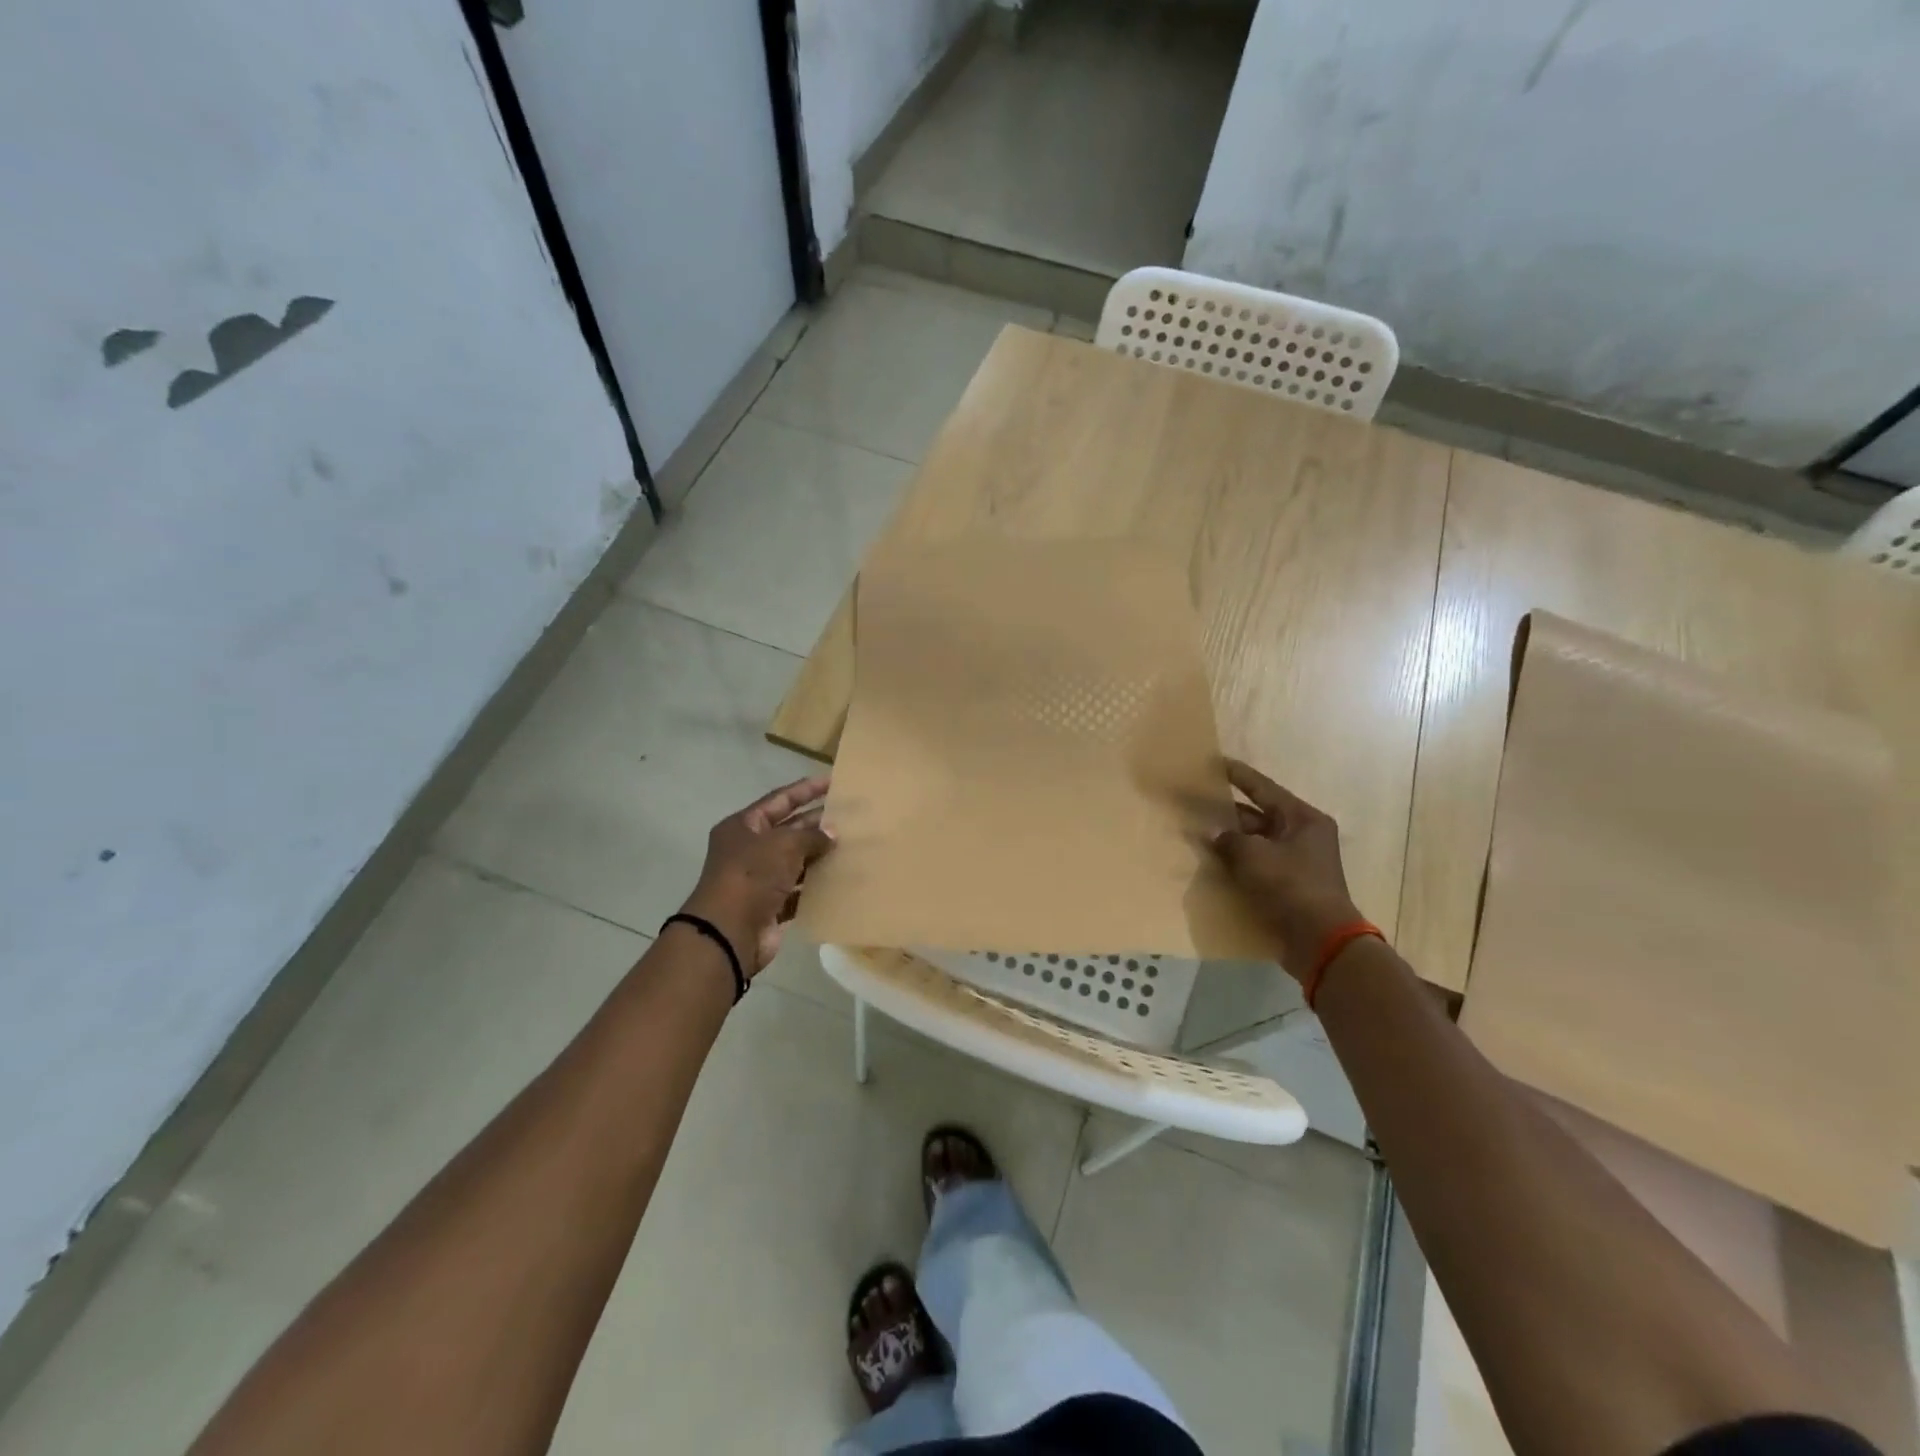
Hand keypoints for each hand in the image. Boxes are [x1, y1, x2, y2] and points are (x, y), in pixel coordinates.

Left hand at [680, 776, 833, 975]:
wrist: (729, 932)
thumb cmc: (752, 875)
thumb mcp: (783, 845)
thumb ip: (811, 836)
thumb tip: (832, 834)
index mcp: (743, 826)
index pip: (779, 800)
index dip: (805, 789)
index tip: (832, 781)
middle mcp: (749, 849)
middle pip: (789, 830)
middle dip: (817, 823)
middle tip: (849, 817)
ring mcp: (759, 879)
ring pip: (795, 861)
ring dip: (819, 855)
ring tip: (852, 846)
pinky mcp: (770, 906)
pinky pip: (798, 891)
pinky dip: (816, 886)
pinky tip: (840, 880)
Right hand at [1209, 759, 1362, 980]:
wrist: (1320, 939)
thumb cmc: (1290, 886)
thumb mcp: (1254, 856)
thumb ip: (1229, 839)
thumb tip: (1216, 835)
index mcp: (1302, 819)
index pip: (1264, 788)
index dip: (1238, 775)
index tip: (1215, 763)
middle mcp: (1302, 835)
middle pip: (1258, 815)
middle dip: (1228, 811)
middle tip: (1198, 800)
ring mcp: (1296, 861)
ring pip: (1256, 841)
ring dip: (1230, 838)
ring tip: (1199, 830)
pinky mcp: (1288, 885)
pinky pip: (1257, 864)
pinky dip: (1237, 861)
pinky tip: (1213, 861)